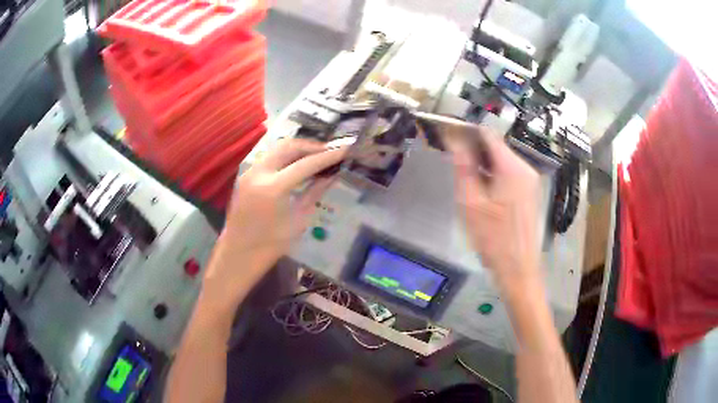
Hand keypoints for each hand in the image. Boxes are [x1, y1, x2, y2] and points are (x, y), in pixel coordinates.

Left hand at [205, 139, 346, 289]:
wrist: (238, 254)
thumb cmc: (270, 246)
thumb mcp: (298, 221)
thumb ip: (313, 193)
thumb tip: (331, 176)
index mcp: (273, 188)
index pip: (306, 164)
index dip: (327, 156)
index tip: (345, 150)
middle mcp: (259, 173)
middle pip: (289, 146)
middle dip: (311, 146)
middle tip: (329, 151)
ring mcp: (249, 172)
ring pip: (277, 148)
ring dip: (298, 149)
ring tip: (316, 155)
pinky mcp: (245, 175)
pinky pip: (269, 158)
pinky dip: (285, 156)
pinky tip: (297, 164)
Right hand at [450, 125, 541, 291]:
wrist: (518, 268)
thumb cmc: (493, 238)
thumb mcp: (471, 202)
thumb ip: (463, 167)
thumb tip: (455, 139)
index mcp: (513, 168)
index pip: (488, 135)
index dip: (467, 132)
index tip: (448, 135)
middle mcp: (525, 169)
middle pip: (496, 147)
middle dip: (474, 150)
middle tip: (453, 161)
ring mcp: (530, 181)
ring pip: (502, 161)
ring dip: (483, 164)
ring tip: (465, 177)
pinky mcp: (529, 192)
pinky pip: (509, 174)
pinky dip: (493, 175)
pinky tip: (481, 190)